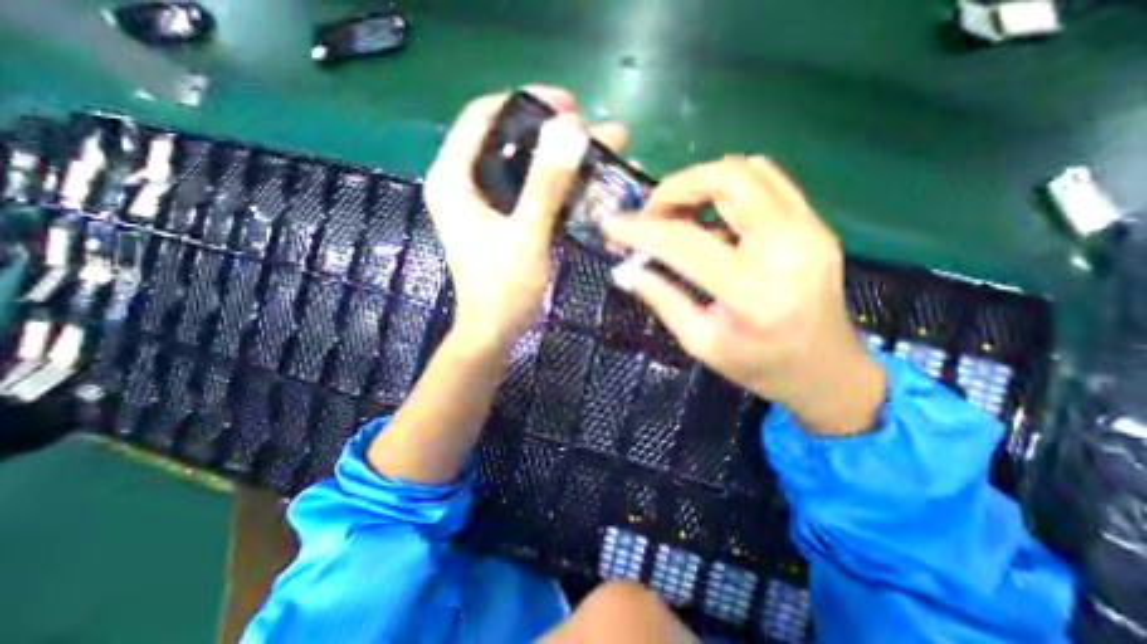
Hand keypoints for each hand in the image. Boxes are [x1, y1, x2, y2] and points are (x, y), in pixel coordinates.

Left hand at [425, 87, 631, 354]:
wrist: (495, 331)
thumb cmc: (504, 289)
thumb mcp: (526, 236)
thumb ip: (545, 186)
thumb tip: (571, 130)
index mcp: (453, 179)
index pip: (484, 116)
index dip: (527, 103)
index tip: (571, 105)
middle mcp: (462, 183)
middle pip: (505, 138)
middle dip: (552, 132)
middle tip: (593, 131)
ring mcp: (481, 202)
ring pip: (520, 164)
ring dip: (558, 158)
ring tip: (600, 152)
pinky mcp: (498, 219)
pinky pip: (526, 188)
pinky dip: (554, 183)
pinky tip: (583, 182)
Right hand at [602, 156, 884, 437]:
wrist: (826, 369)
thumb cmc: (758, 367)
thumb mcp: (701, 343)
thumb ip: (662, 299)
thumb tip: (625, 271)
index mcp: (751, 293)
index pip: (683, 241)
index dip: (640, 229)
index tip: (611, 226)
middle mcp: (787, 250)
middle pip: (728, 180)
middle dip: (676, 187)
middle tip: (652, 214)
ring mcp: (810, 230)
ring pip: (749, 171)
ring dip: (701, 183)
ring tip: (677, 213)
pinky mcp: (816, 224)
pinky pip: (768, 180)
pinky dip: (728, 186)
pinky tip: (710, 213)